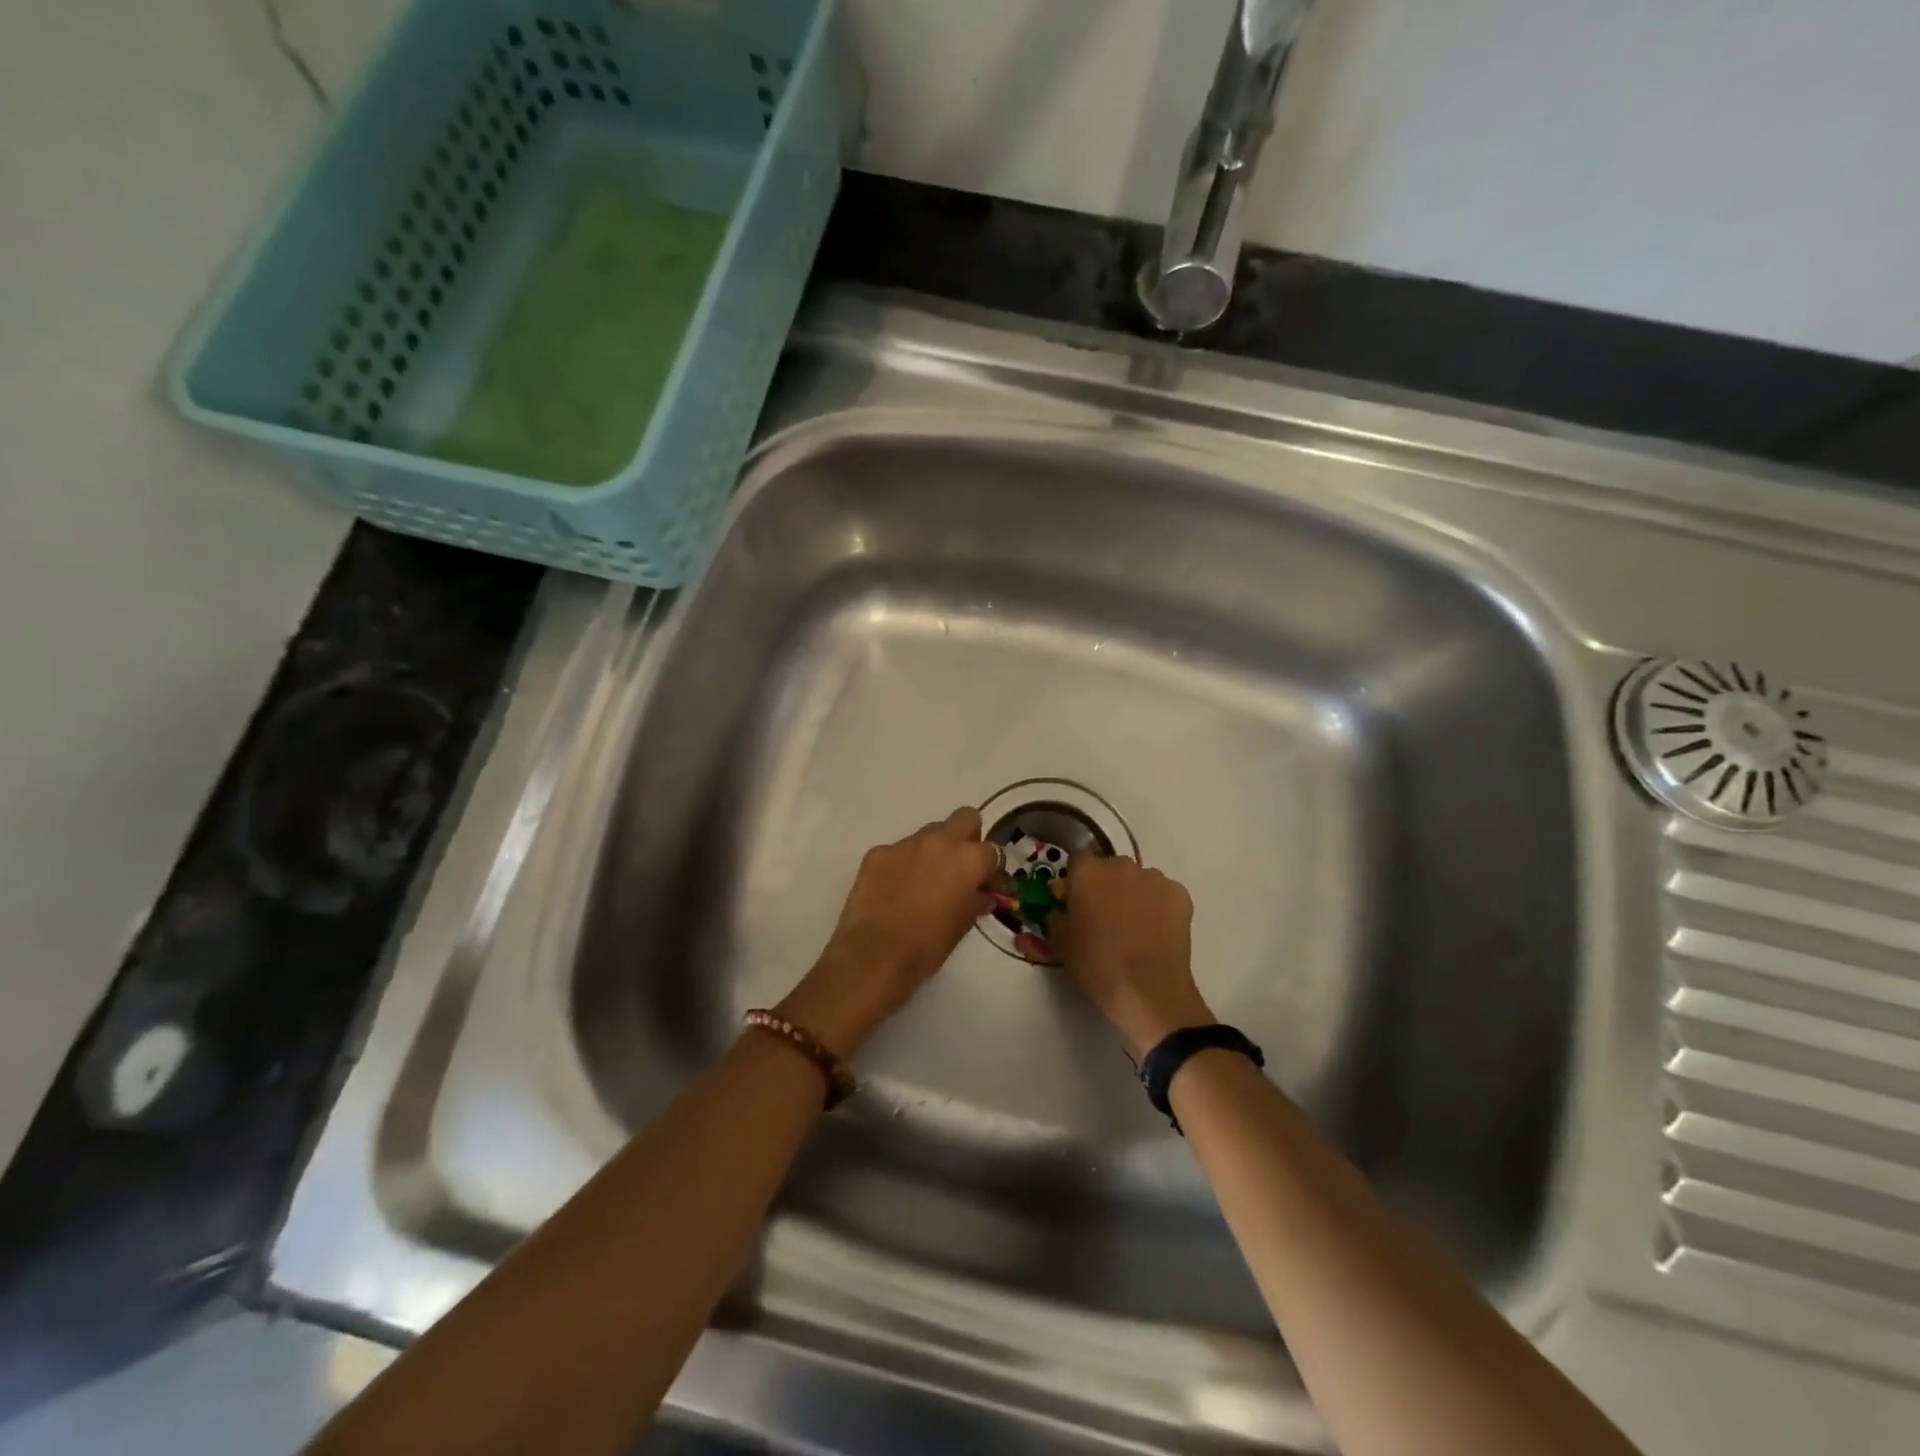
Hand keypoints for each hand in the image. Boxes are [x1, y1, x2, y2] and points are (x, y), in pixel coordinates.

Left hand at [777, 808, 998, 1055]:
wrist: (873, 957)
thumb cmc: (926, 947)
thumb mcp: (961, 926)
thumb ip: (976, 901)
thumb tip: (982, 894)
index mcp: (967, 859)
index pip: (993, 851)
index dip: (992, 869)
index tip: (987, 885)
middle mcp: (939, 841)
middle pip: (965, 818)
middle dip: (968, 838)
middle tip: (960, 868)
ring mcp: (905, 843)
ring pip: (929, 833)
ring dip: (934, 850)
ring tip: (924, 882)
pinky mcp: (877, 852)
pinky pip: (899, 850)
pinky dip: (903, 864)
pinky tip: (895, 890)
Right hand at [1048, 854, 1213, 1057]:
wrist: (1149, 990)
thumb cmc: (1097, 966)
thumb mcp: (1061, 944)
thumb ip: (1056, 916)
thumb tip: (1060, 908)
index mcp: (1087, 873)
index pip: (1078, 858)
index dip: (1077, 877)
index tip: (1077, 897)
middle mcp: (1120, 865)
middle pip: (1110, 867)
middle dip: (1107, 884)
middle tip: (1106, 915)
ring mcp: (1154, 877)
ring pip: (1139, 879)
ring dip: (1134, 893)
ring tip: (1135, 926)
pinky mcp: (1179, 894)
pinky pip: (1163, 893)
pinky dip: (1159, 905)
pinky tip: (1157, 931)